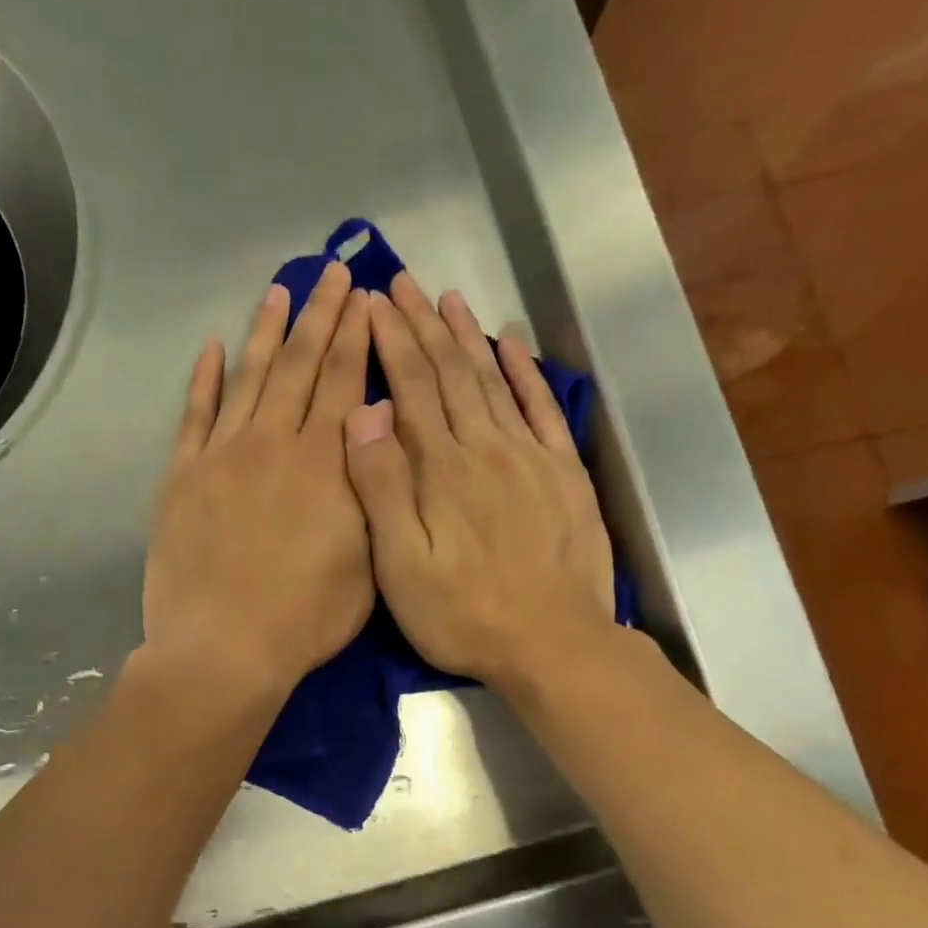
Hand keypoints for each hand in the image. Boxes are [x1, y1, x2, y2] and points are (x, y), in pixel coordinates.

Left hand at [144, 261, 373, 698]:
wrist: (224, 648)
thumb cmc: (307, 616)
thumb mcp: (369, 560)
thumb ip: (373, 488)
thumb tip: (373, 427)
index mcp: (326, 463)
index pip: (345, 382)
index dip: (357, 336)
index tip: (365, 297)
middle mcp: (275, 443)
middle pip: (301, 365)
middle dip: (321, 315)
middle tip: (334, 274)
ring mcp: (223, 455)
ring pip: (250, 378)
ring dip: (267, 331)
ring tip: (280, 290)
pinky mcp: (183, 475)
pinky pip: (194, 414)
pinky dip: (204, 378)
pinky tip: (213, 348)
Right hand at [343, 274, 616, 695]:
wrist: (554, 644)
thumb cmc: (464, 614)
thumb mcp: (402, 566)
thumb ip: (382, 489)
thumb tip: (364, 414)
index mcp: (441, 469)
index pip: (409, 388)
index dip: (390, 342)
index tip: (372, 303)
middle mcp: (485, 448)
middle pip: (449, 373)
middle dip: (422, 325)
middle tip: (401, 283)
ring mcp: (530, 457)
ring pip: (492, 381)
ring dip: (468, 337)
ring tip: (448, 298)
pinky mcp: (564, 473)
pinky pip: (543, 409)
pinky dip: (526, 373)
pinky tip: (512, 344)